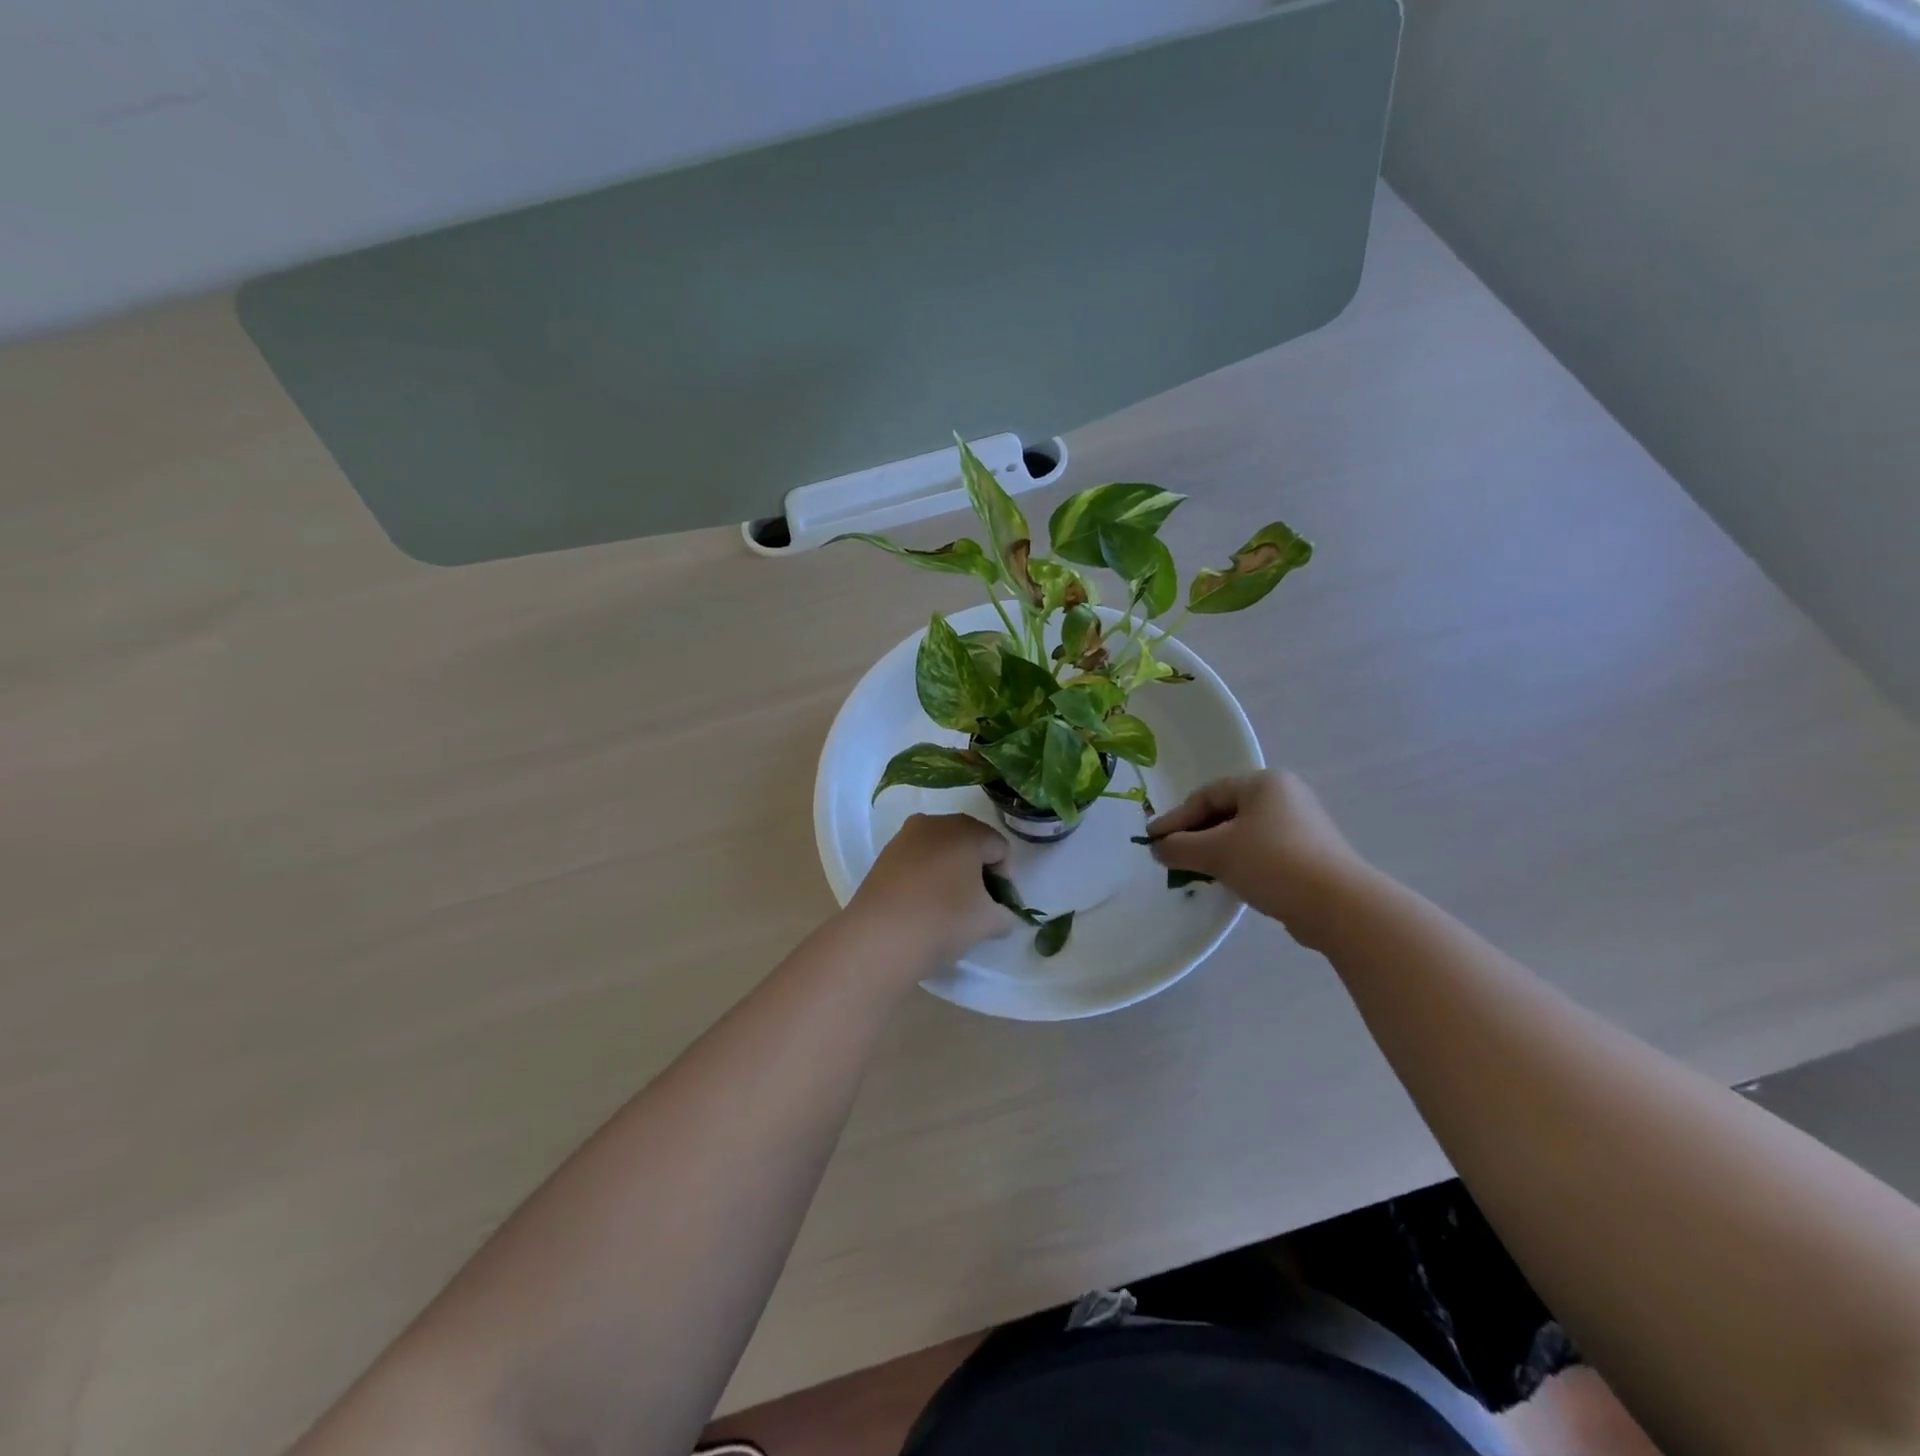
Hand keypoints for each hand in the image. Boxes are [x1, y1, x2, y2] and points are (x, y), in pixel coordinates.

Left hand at [846, 813, 1018, 969]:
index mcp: (966, 831)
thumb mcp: (988, 922)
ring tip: (950, 905)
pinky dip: (927, 876)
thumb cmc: (943, 920)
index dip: (1006, 877)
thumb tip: (1001, 913)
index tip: (999, 905)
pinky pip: (917, 859)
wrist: (879, 938)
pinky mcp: (884, 855)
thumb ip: (1005, 913)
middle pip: (969, 842)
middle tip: (978, 903)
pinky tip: (924, 904)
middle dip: (978, 870)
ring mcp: (905, 837)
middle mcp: (935, 823)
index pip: (999, 847)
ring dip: (951, 871)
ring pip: (941, 849)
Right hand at [1148, 771, 1372, 946]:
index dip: (1176, 818)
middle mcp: (1285, 796)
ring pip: (1244, 833)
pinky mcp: (1311, 854)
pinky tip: (1228, 881)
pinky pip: (1263, 851)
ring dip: (1216, 850)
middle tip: (1171, 855)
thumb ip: (1179, 847)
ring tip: (1195, 870)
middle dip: (1195, 834)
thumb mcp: (1216, 852)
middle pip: (1226, 811)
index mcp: (1264, 782)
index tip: (1151, 840)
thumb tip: (1157, 848)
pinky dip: (1240, 862)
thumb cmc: (1272, 863)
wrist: (1338, 906)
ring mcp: (1302, 825)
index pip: (1207, 794)